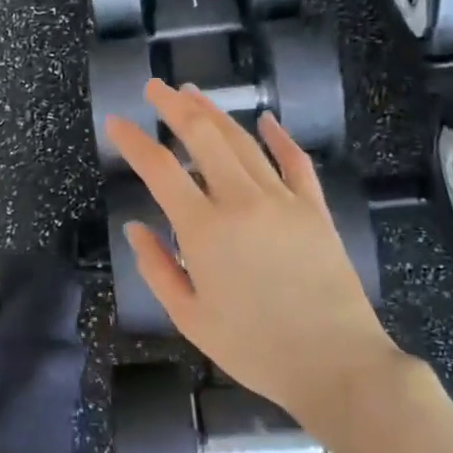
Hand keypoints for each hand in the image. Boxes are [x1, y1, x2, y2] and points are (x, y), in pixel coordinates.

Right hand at [104, 81, 398, 425]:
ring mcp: (283, 200)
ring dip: (215, 113)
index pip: (160, 169)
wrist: (337, 364)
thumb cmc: (255, 348)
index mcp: (204, 229)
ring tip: (193, 93)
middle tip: (155, 87)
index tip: (115, 121)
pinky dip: (279, 137)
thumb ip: (157, 268)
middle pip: (203, 137)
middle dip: (174, 106)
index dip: (133, 140)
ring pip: (243, 142)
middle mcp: (242, 201)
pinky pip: (295, 162)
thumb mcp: (190, 318)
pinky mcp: (314, 209)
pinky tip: (267, 121)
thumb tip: (135, 226)